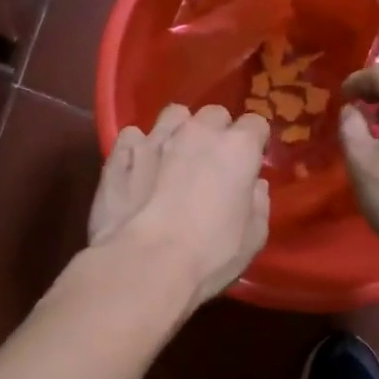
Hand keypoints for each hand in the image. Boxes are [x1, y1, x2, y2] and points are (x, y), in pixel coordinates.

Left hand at [89, 103, 270, 308]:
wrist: (144, 264)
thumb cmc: (210, 255)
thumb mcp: (252, 239)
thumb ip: (257, 204)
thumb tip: (254, 187)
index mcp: (238, 148)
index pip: (256, 124)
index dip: (254, 143)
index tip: (250, 163)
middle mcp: (198, 132)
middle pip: (214, 114)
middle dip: (217, 132)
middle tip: (213, 162)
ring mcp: (155, 138)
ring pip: (173, 116)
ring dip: (179, 130)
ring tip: (174, 156)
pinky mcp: (120, 154)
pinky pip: (133, 136)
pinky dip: (138, 148)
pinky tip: (138, 168)